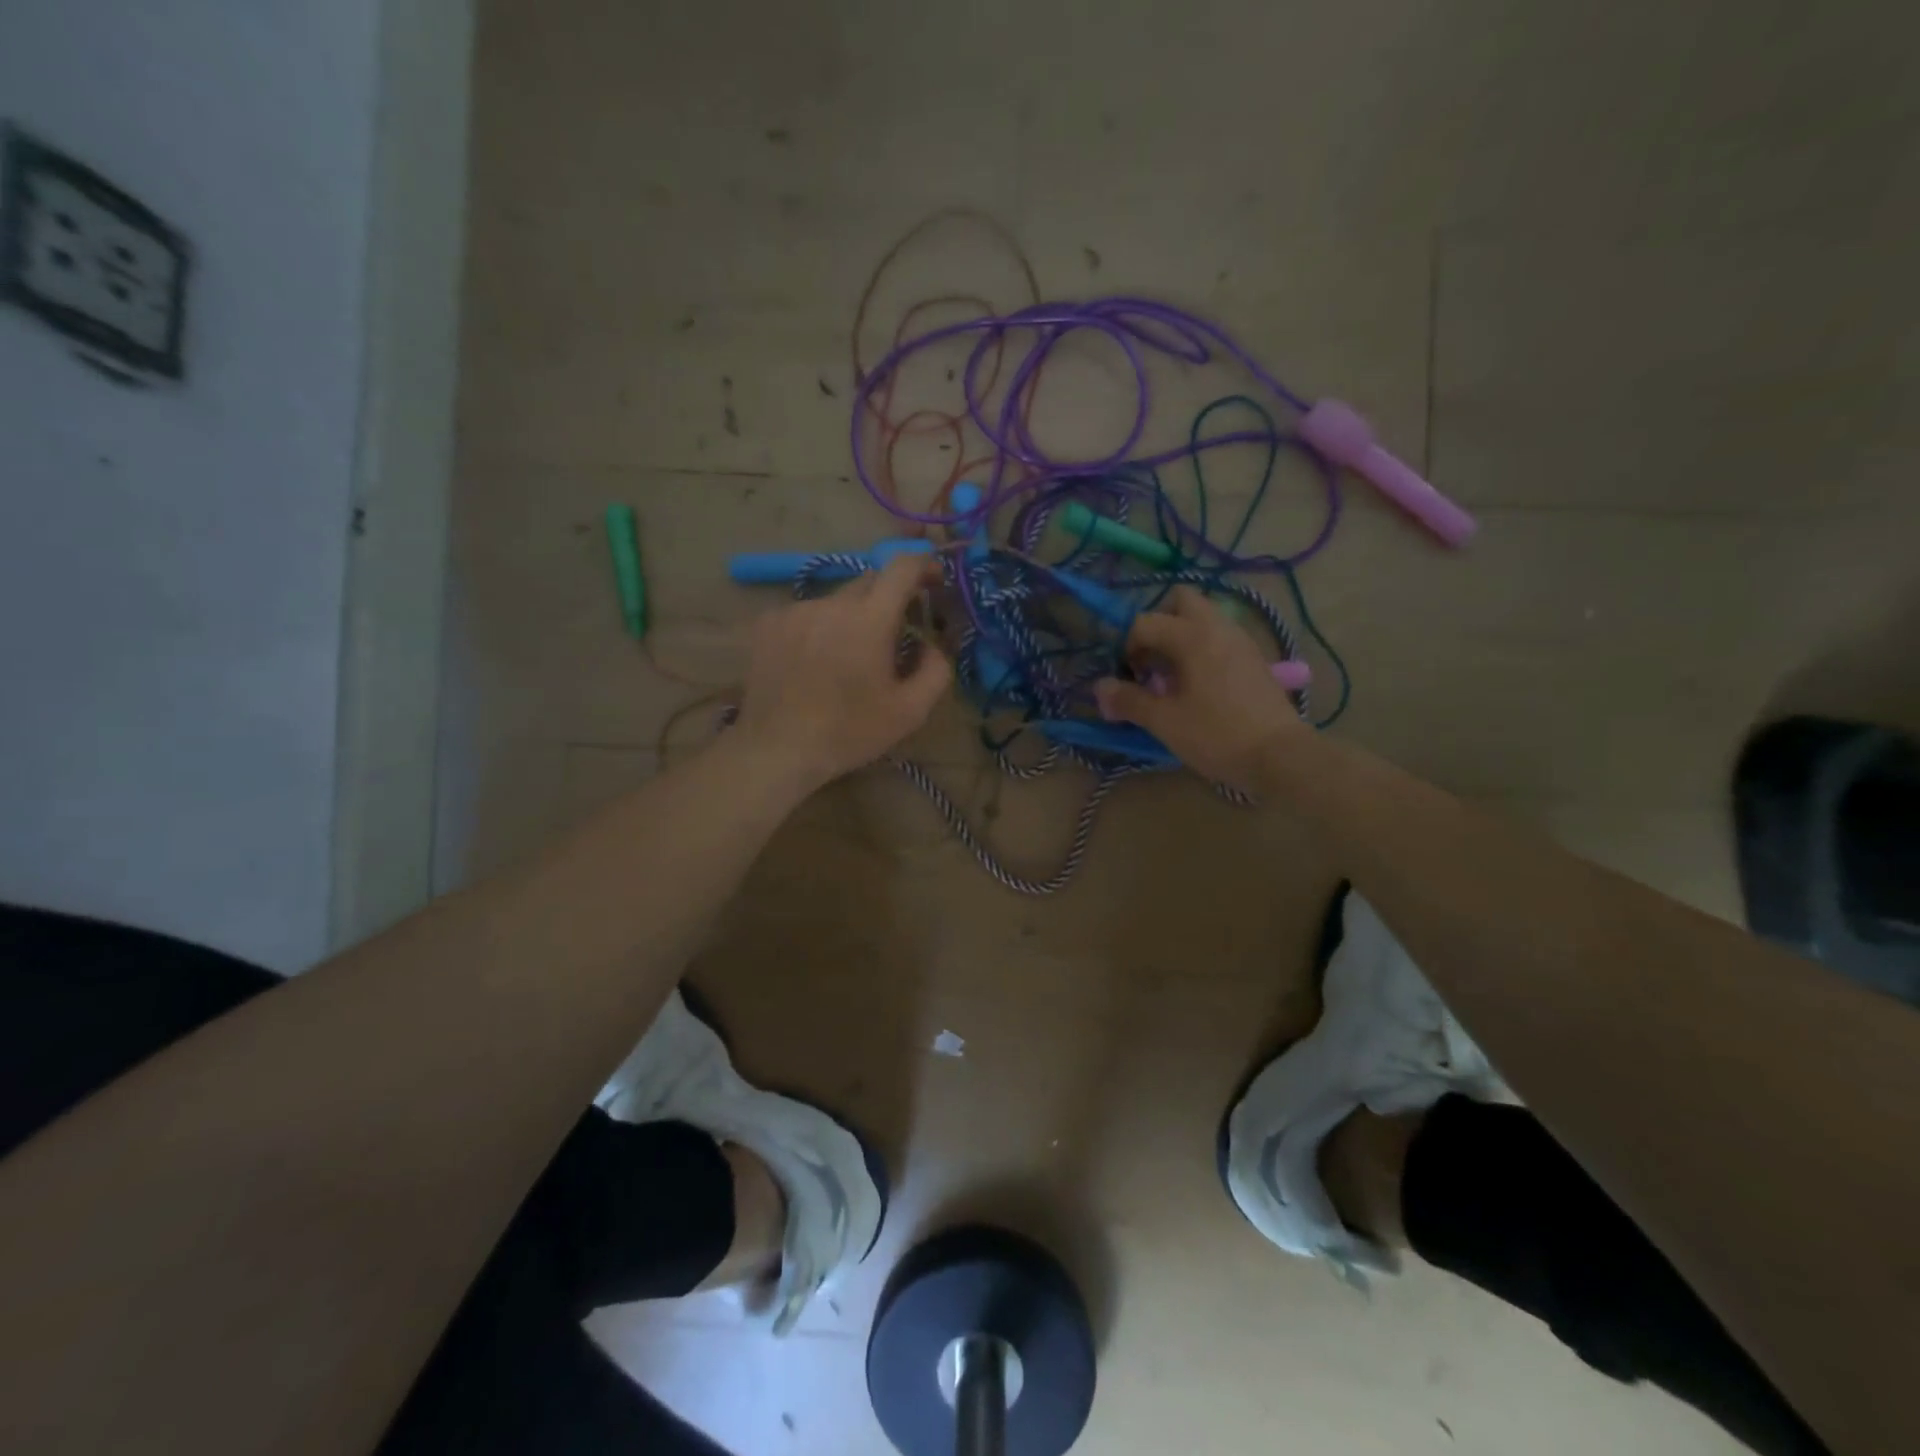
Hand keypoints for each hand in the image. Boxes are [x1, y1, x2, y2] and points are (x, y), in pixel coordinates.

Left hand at [733, 554, 952, 791]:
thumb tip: (932, 645)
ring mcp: (795, 610)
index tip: (935, 579)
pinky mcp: (768, 623)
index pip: (902, 567)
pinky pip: (806, 614)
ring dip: (851, 618)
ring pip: (836, 601)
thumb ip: (936, 670)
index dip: (924, 564)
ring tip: (846, 658)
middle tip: (894, 634)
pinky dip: (819, 628)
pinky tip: (813, 662)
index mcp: (870, 619)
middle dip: (889, 599)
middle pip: (869, 582)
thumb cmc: (849, 732)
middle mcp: (831, 603)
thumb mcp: (909, 712)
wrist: (777, 749)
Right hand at [1093, 586, 1306, 789]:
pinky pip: (1220, 636)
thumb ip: (1129, 700)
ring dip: (1180, 636)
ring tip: (1173, 676)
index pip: (1145, 622)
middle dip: (1158, 623)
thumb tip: (1100, 687)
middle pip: (1180, 600)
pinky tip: (1199, 685)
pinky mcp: (1254, 657)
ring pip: (1203, 617)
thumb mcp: (1164, 721)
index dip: (1127, 648)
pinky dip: (1202, 649)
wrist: (1279, 755)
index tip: (1130, 679)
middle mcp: (1217, 626)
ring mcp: (1240, 639)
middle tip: (1151, 660)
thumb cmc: (1216, 735)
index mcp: (1191, 636)